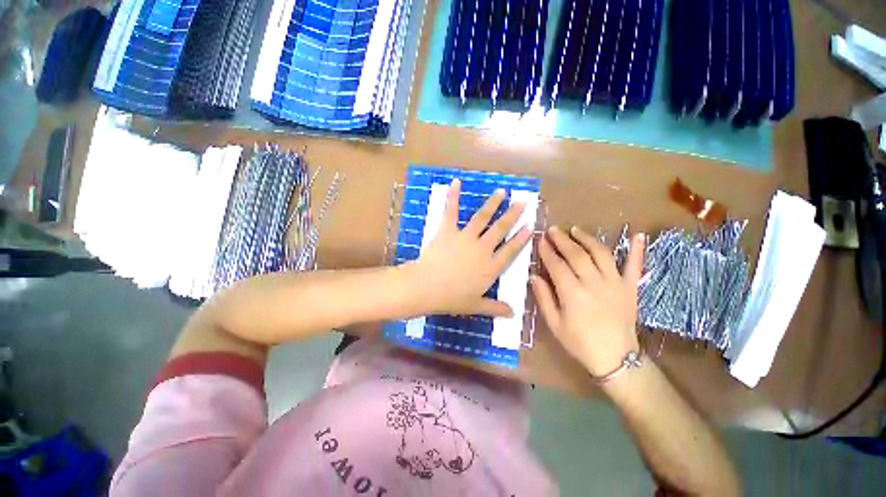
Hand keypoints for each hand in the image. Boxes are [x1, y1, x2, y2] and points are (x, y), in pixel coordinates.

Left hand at [410, 179, 532, 316]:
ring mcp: (465, 238)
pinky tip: (456, 183)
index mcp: (490, 267)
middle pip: (500, 230)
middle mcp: (482, 249)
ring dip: (493, 204)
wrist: (427, 287)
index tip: (530, 226)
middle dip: (512, 215)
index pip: (511, 251)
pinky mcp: (448, 231)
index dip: (521, 239)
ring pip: (482, 218)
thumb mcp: (475, 306)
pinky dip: (453, 197)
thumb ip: (495, 308)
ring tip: (502, 192)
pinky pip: (451, 212)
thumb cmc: (452, 299)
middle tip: (522, 202)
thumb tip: (513, 313)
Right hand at [531, 225, 644, 375]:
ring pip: (601, 253)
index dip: (547, 251)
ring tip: (576, 230)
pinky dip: (638, 250)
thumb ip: (543, 298)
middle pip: (576, 254)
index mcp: (572, 294)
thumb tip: (534, 276)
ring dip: (587, 238)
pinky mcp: (631, 287)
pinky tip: (639, 235)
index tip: (540, 240)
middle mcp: (594, 283)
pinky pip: (635, 265)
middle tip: (553, 230)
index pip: (557, 265)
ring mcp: (615, 283)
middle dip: (562, 240)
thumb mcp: (554, 324)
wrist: (616, 359)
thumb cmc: (579, 342)